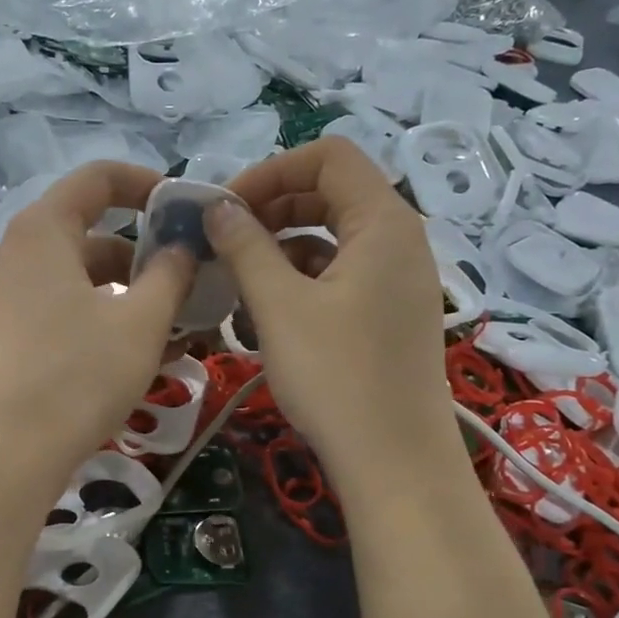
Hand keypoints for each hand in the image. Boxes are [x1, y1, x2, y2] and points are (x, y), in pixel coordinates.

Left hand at [0, 161, 193, 503]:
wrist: (4, 455)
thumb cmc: (77, 375)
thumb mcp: (141, 322)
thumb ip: (170, 275)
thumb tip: (182, 247)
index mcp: (43, 231)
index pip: (97, 178)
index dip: (146, 185)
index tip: (185, 211)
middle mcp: (19, 256)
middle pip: (91, 233)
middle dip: (146, 255)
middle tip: (191, 283)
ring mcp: (10, 301)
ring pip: (82, 281)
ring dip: (131, 296)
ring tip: (178, 330)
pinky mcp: (11, 340)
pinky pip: (66, 313)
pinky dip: (105, 322)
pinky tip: (141, 357)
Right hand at [208, 139, 458, 496]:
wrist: (392, 461)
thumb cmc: (335, 376)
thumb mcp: (279, 306)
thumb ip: (246, 247)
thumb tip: (218, 208)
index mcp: (383, 222)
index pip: (328, 157)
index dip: (270, 171)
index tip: (225, 209)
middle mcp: (400, 240)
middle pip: (332, 193)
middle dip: (273, 208)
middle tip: (225, 241)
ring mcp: (399, 280)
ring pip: (334, 238)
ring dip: (283, 247)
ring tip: (238, 281)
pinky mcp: (390, 315)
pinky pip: (342, 275)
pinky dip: (302, 280)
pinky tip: (267, 313)